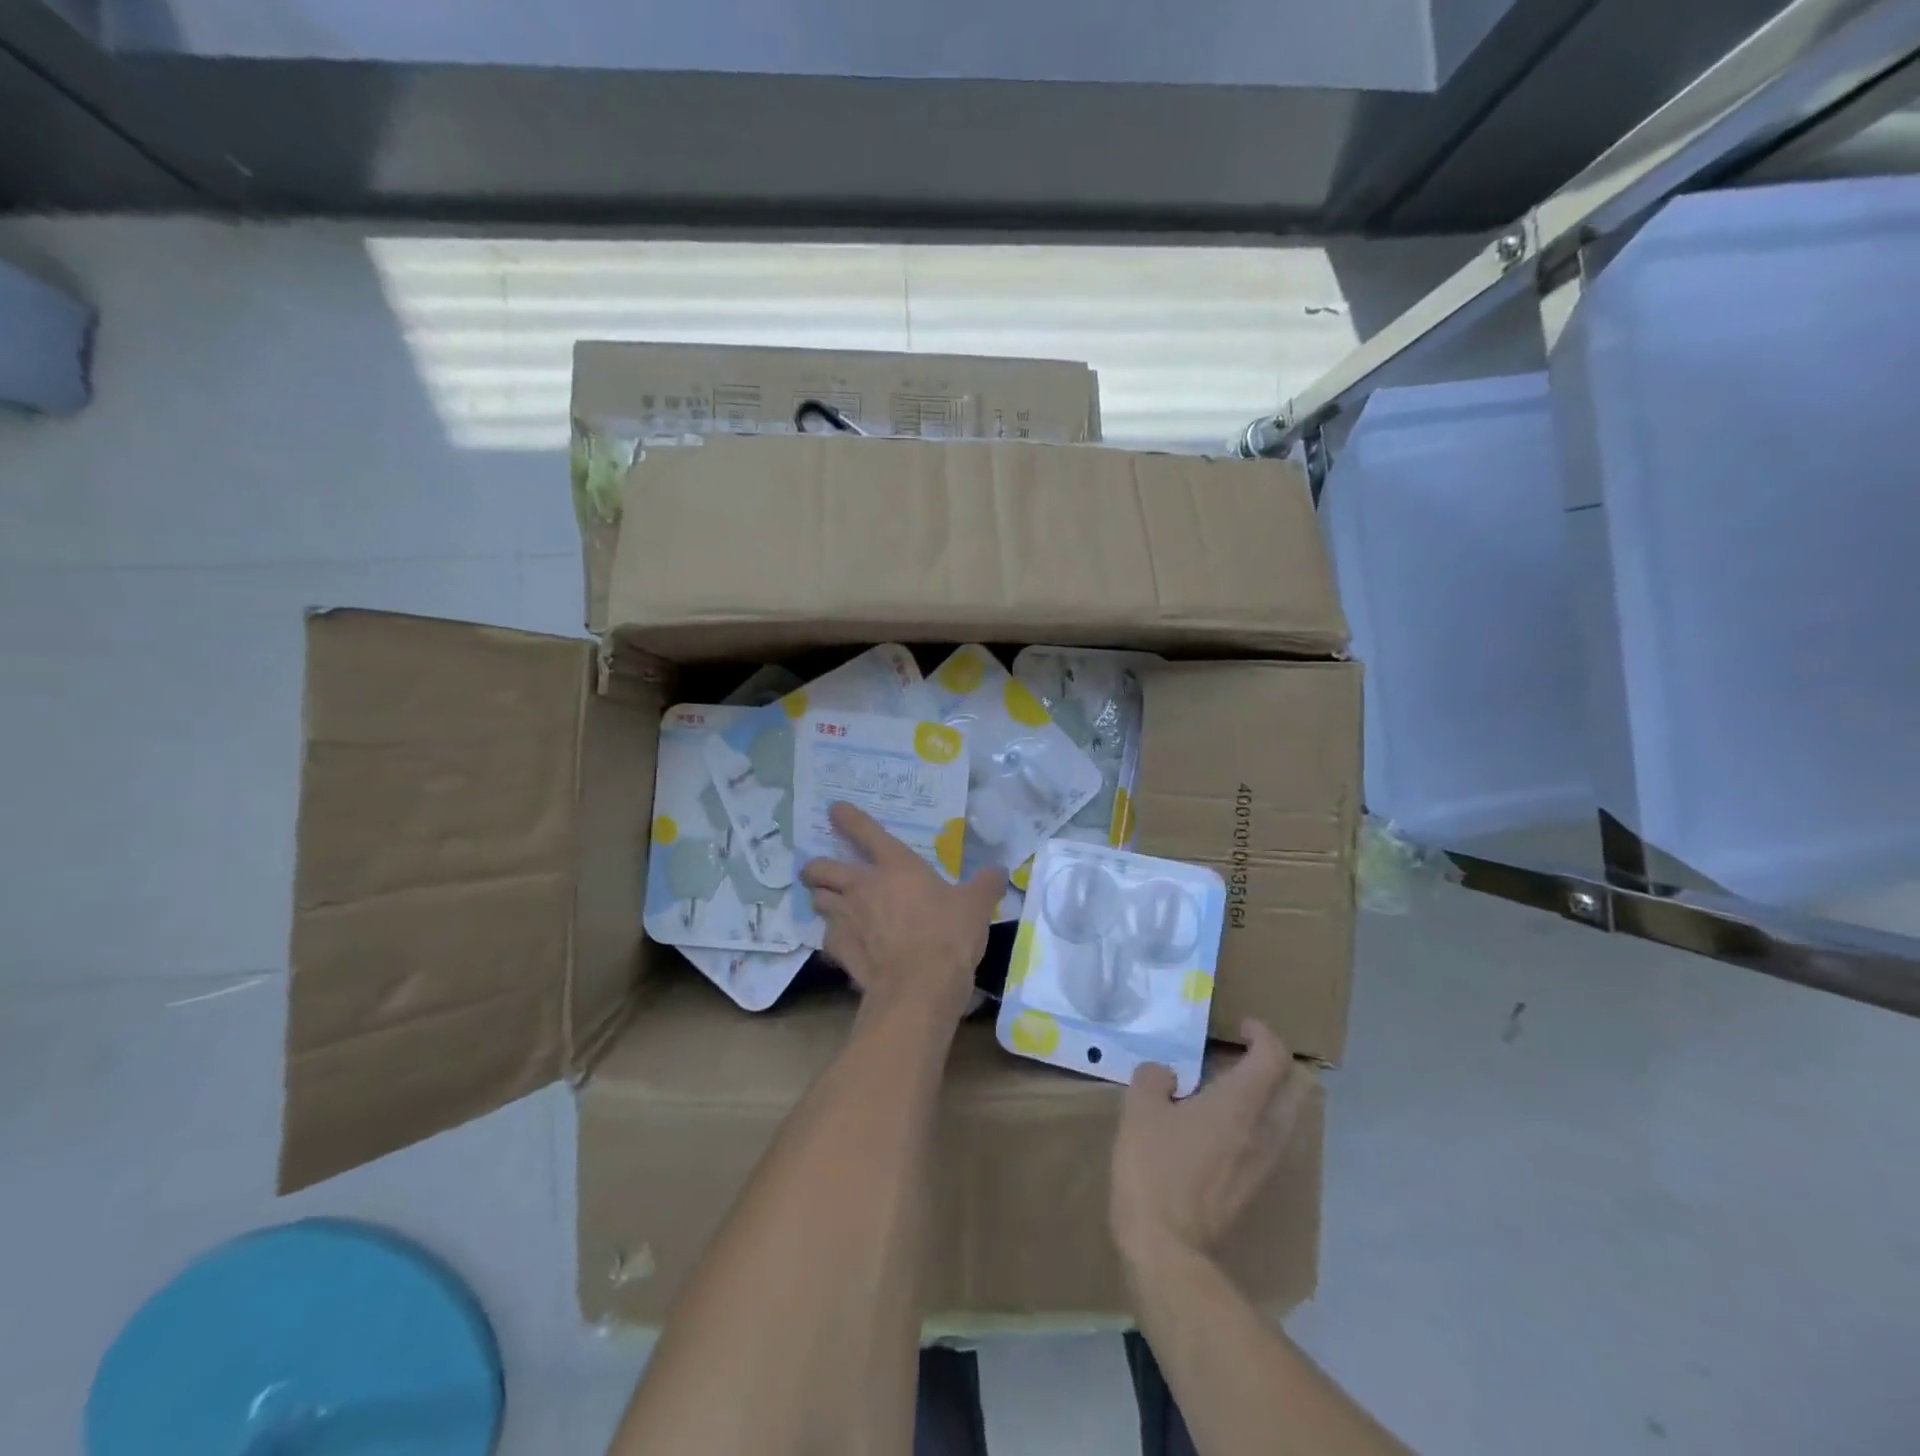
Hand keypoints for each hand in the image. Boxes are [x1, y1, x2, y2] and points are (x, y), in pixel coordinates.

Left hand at [798, 802, 1007, 1025]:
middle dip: (816, 867)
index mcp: (896, 865)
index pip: (866, 831)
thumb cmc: (949, 935)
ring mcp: (847, 918)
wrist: (920, 986)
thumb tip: (999, 870)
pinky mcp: (839, 949)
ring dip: (822, 899)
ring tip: (830, 904)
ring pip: (818, 900)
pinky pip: (826, 937)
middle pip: (823, 868)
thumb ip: (986, 883)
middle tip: (818, 870)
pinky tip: (842, 943)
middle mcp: (863, 886)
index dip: (849, 818)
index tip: (835, 810)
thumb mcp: (977, 905)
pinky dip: (832, 937)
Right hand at [1110, 1019, 1310, 1268]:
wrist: (1168, 1248)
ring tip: (1231, 1087)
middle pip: (1294, 1086)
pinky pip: (1272, 1139)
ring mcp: (1265, 1163)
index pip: (1273, 1057)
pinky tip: (1223, 1124)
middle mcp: (1264, 1130)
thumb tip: (1165, 1075)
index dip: (1262, 1033)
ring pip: (1287, 1116)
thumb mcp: (1139, 1110)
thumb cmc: (1153, 1169)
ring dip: (1270, 1094)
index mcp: (1240, 1104)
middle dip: (1276, 1063)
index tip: (1242, 1025)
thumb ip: (1154, 1078)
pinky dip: (1259, 1120)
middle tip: (1244, 1053)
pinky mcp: (1256, 1187)